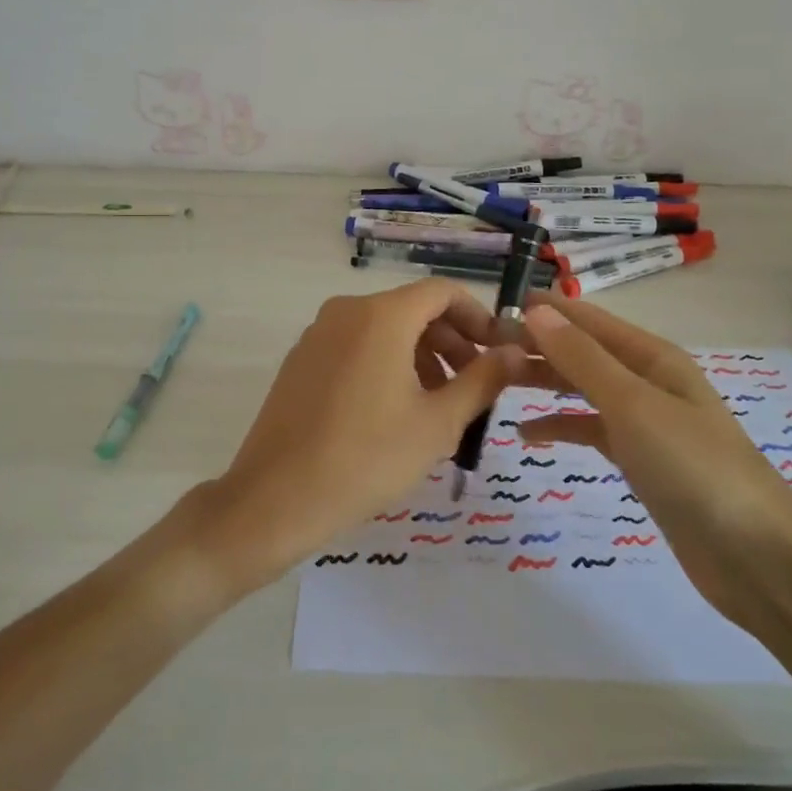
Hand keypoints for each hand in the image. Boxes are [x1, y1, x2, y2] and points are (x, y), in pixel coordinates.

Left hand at [195, 281, 524, 590]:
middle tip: (474, 385)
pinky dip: (386, 363)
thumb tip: (515, 353)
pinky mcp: (301, 360)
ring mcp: (318, 334)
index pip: (442, 292)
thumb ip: (483, 380)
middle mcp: (347, 311)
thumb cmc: (367, 458)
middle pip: (413, 309)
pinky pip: (356, 346)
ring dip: (420, 356)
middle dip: (451, 341)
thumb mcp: (437, 423)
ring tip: (439, 404)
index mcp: (381, 316)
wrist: (275, 498)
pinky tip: (395, 410)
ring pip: (384, 329)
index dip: (477, 316)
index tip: (497, 352)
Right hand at [514, 298, 791, 624]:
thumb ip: (582, 358)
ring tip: (496, 383)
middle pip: (583, 351)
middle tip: (481, 352)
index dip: (544, 311)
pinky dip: (560, 426)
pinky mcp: (640, 459)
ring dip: (544, 382)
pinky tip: (527, 435)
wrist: (755, 555)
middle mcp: (647, 380)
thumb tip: (536, 312)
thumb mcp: (632, 404)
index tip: (492, 311)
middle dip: (537, 346)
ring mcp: (644, 421)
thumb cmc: (693, 466)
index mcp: (651, 356)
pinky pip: (590, 429)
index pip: (587, 319)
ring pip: (583, 388)